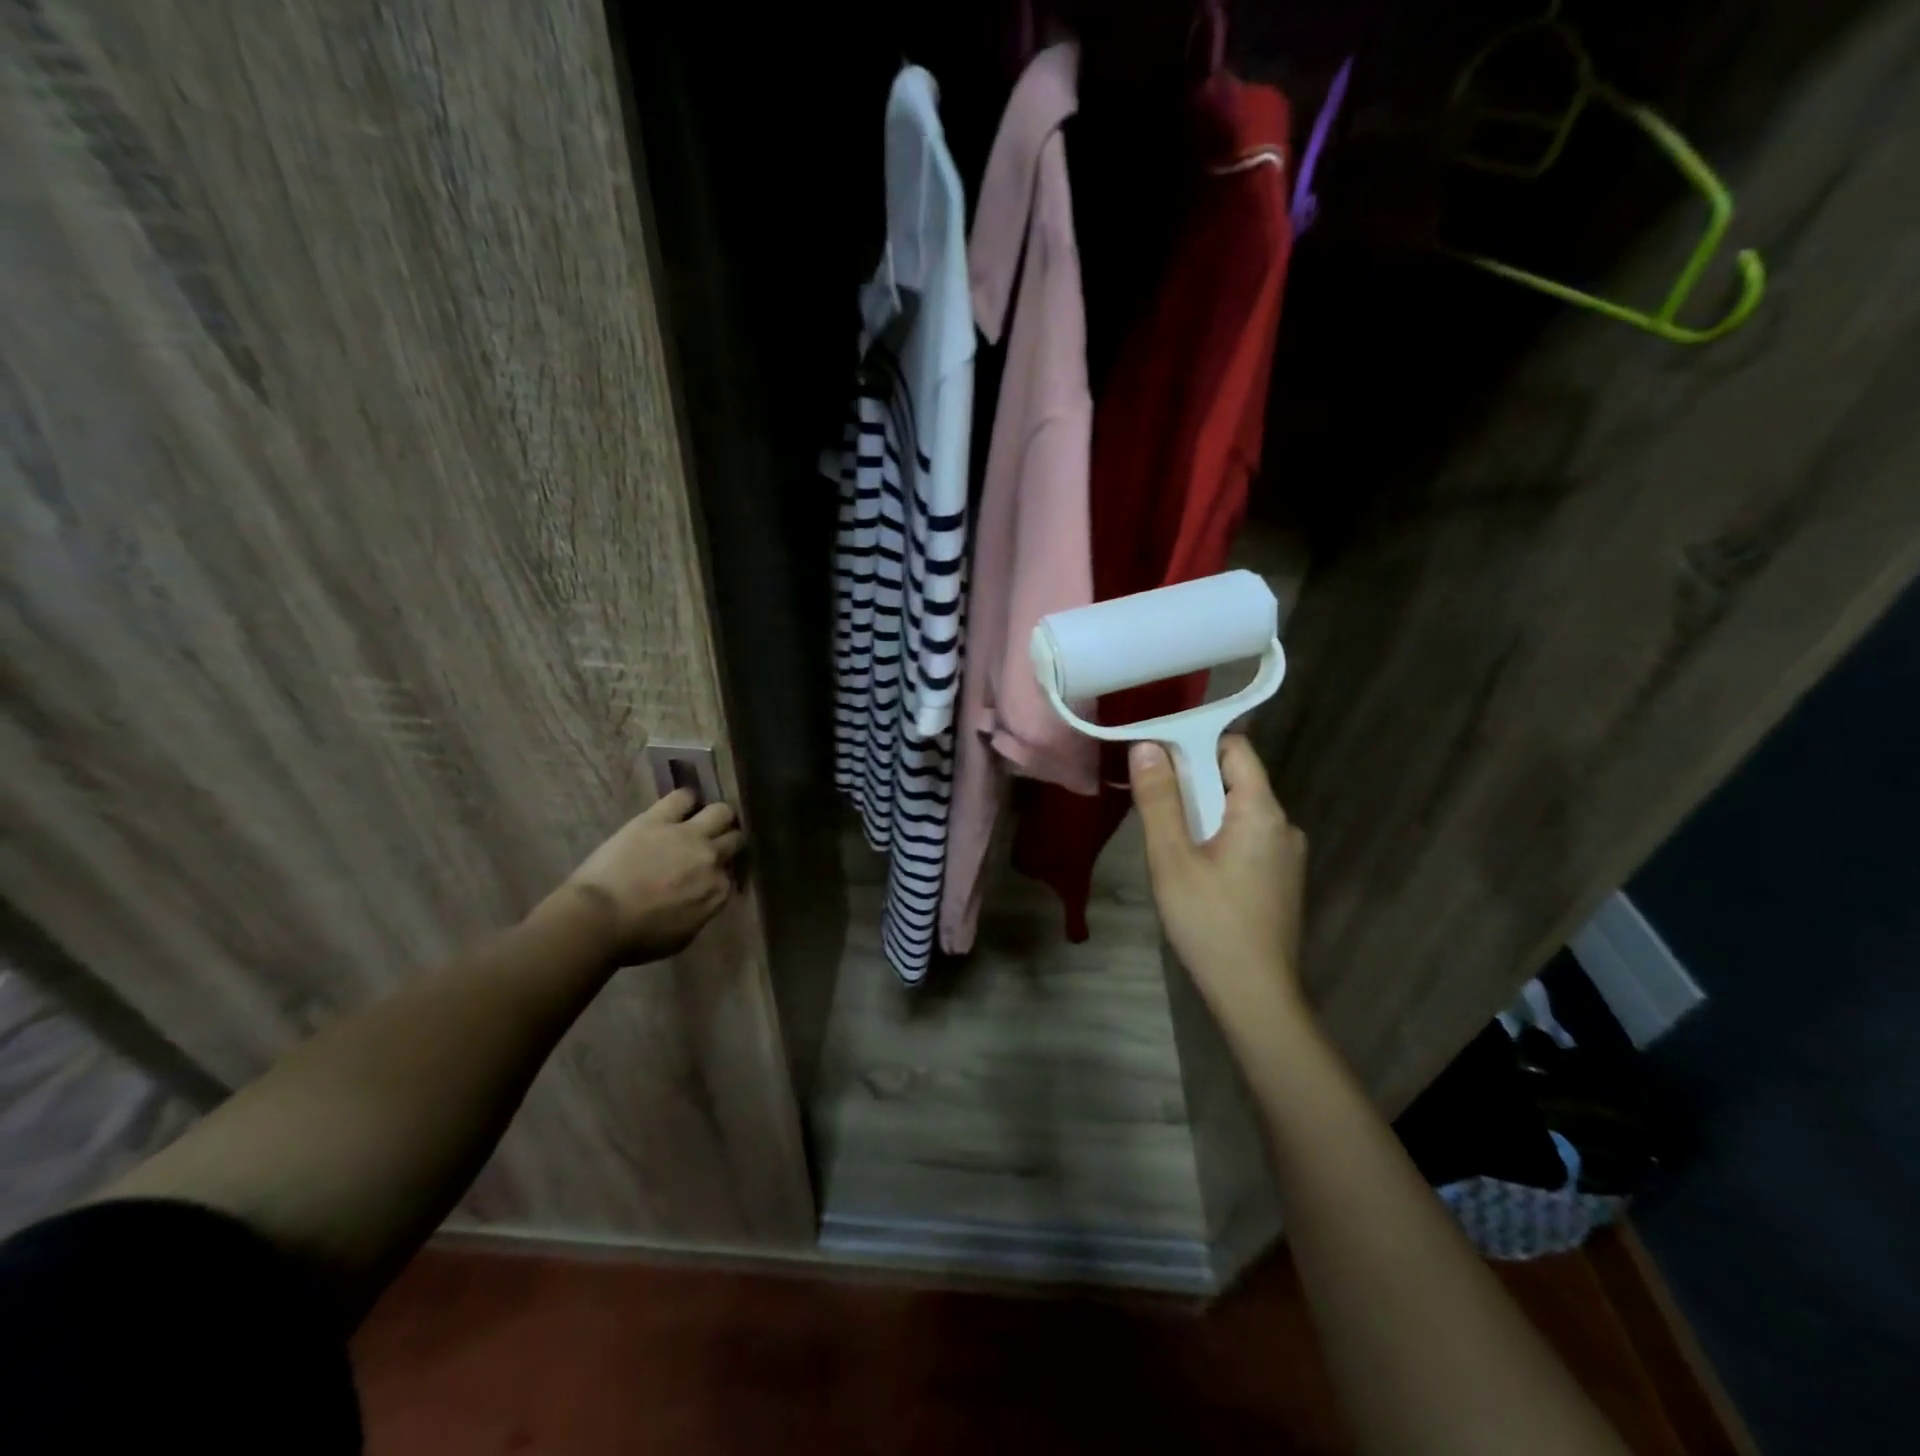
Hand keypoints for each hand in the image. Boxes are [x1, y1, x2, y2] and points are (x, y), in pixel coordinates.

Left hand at [545, 789, 744, 962]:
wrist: (598, 919)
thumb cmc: (637, 938)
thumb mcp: (683, 935)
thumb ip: (703, 910)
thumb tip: (705, 896)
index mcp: (717, 891)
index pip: (731, 874)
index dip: (721, 872)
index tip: (710, 875)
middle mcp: (711, 858)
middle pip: (735, 839)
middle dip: (727, 842)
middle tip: (713, 846)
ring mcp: (688, 835)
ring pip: (721, 812)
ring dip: (716, 817)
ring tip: (703, 820)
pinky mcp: (659, 818)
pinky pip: (683, 796)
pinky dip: (685, 801)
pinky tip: (678, 808)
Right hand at [1130, 736, 1309, 1045]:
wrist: (1255, 995)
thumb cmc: (1210, 922)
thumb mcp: (1172, 858)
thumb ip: (1159, 800)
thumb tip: (1147, 746)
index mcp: (1262, 811)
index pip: (1235, 748)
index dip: (1195, 742)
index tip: (1155, 756)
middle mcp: (1284, 825)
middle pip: (1235, 779)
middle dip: (1192, 781)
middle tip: (1151, 801)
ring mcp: (1286, 855)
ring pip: (1237, 811)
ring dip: (1201, 812)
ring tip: (1166, 840)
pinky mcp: (1280, 879)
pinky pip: (1245, 838)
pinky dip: (1216, 836)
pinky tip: (1192, 868)